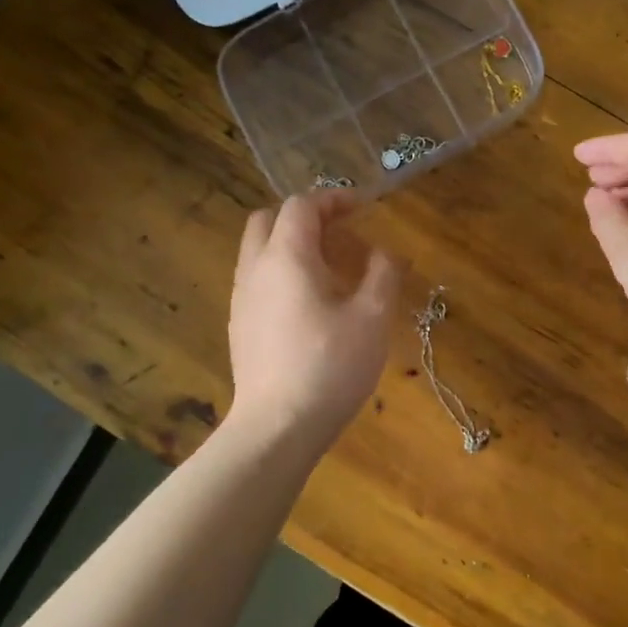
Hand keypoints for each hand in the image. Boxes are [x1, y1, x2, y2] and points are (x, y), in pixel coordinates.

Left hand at [228, 192, 404, 443]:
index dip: (333, 199)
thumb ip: (383, 274)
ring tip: (329, 268)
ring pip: (258, 251)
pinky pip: (257, 280)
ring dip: (290, 245)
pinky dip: (281, 272)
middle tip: (339, 232)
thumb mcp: (372, 318)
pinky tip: (309, 304)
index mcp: (286, 257)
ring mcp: (241, 299)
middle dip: (304, 217)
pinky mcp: (239, 327)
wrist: (277, 427)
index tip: (361, 207)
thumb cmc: (330, 366)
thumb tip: (388, 252)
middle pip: (268, 220)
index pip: (302, 206)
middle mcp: (255, 269)